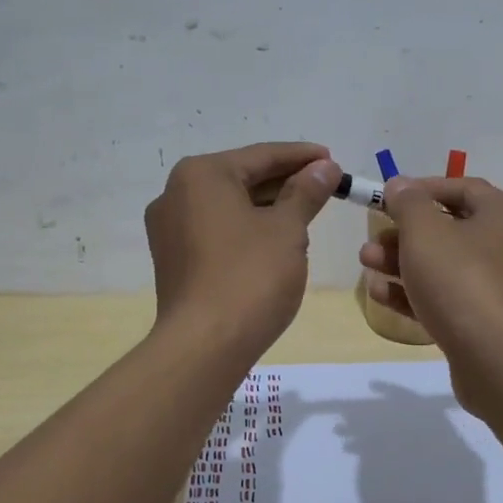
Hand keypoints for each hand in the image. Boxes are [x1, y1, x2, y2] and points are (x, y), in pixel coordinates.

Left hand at [145, 142, 341, 356]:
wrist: (204, 346)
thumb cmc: (250, 276)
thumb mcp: (287, 230)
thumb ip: (306, 192)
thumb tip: (324, 167)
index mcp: (202, 175)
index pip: (261, 155)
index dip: (302, 156)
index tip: (332, 160)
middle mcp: (176, 193)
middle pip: (242, 177)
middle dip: (285, 182)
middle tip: (325, 185)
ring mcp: (169, 229)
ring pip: (229, 205)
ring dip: (268, 206)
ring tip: (307, 211)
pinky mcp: (174, 259)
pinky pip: (217, 230)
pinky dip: (247, 227)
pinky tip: (276, 239)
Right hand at [358, 175, 502, 365]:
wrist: (499, 361)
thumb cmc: (462, 281)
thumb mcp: (425, 231)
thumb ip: (408, 203)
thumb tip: (400, 184)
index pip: (462, 188)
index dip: (421, 189)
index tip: (387, 198)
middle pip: (448, 229)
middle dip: (403, 233)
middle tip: (371, 240)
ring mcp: (498, 287)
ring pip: (442, 266)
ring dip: (401, 263)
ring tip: (366, 265)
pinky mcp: (484, 322)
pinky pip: (445, 298)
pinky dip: (414, 293)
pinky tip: (380, 295)